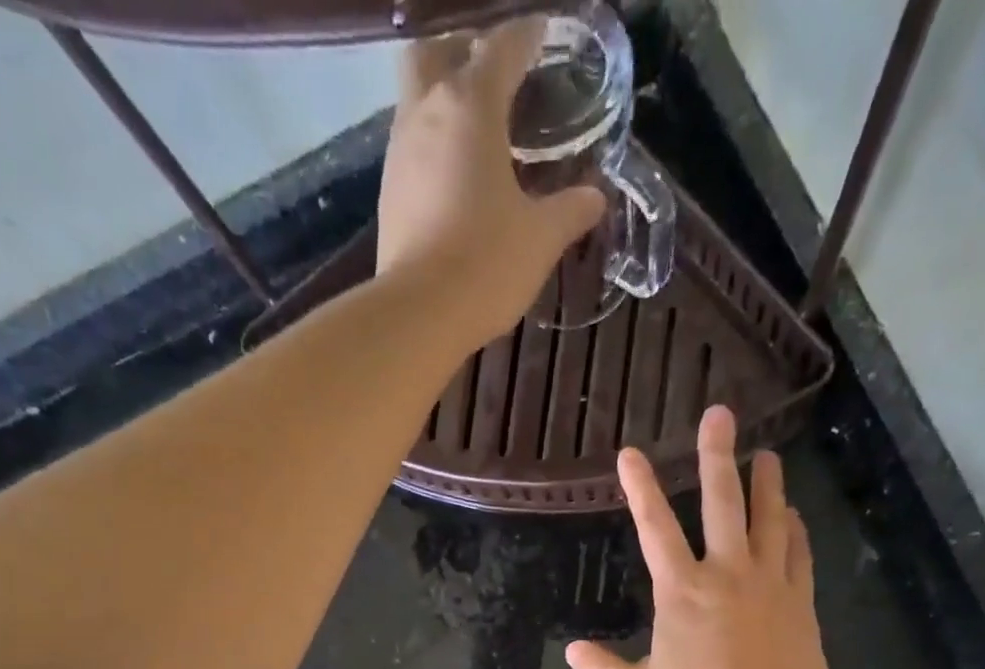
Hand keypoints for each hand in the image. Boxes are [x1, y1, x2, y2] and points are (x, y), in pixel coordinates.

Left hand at [377, 19, 606, 344]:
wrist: (419, 315)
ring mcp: (399, 154)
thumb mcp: (541, 238)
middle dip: (463, 51)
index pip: (502, 47)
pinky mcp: (388, 196)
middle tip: (493, 73)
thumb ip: (570, 210)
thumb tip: (596, 197)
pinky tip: (455, 176)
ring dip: (444, 101)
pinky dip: (433, 146)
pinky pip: (411, 149)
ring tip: (478, 131)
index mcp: (471, 106)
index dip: (527, 38)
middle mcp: (426, 113)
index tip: (544, 38)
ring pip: (417, 100)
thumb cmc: (486, 265)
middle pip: (435, 52)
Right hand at [566, 407, 843, 668]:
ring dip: (766, 483)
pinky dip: (795, 530)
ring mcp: (768, 582)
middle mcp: (726, 573)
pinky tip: (793, 516)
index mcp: (682, 591)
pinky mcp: (799, 600)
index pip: (655, 529)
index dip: (640, 489)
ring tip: (768, 454)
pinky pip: (799, 553)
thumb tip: (573, 650)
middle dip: (717, 456)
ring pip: (768, 519)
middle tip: (721, 414)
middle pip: (723, 503)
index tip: (631, 453)